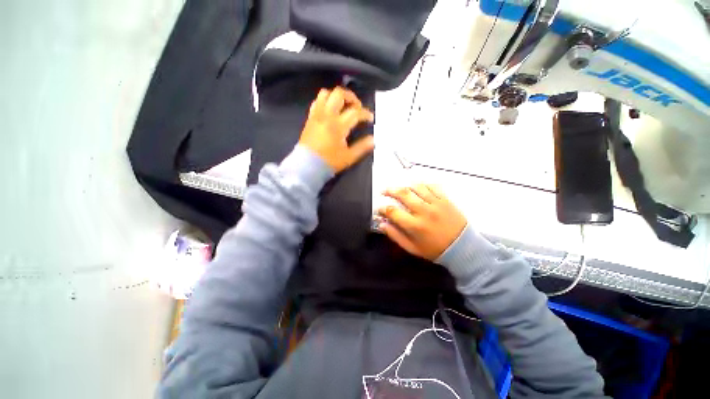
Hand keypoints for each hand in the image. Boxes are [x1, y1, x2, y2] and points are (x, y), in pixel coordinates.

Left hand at [299, 87, 374, 172]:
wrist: (307, 166)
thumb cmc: (329, 162)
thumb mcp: (349, 157)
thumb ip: (362, 147)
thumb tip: (373, 139)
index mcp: (338, 125)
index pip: (355, 112)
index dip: (365, 114)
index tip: (370, 119)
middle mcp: (327, 116)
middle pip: (339, 94)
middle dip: (352, 97)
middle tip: (357, 107)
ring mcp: (317, 115)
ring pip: (325, 93)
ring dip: (337, 96)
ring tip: (343, 105)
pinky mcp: (310, 118)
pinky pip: (316, 101)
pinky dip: (325, 101)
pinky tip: (330, 109)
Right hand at [378, 184, 466, 260]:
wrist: (463, 248)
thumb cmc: (435, 250)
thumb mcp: (412, 248)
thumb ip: (395, 236)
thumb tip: (382, 225)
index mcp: (414, 225)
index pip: (393, 211)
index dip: (383, 208)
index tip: (380, 208)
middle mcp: (424, 211)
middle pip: (403, 194)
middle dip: (390, 190)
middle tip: (384, 191)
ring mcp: (436, 203)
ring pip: (417, 187)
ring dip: (405, 186)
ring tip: (400, 188)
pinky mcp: (445, 199)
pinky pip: (432, 186)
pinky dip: (423, 184)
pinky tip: (418, 186)